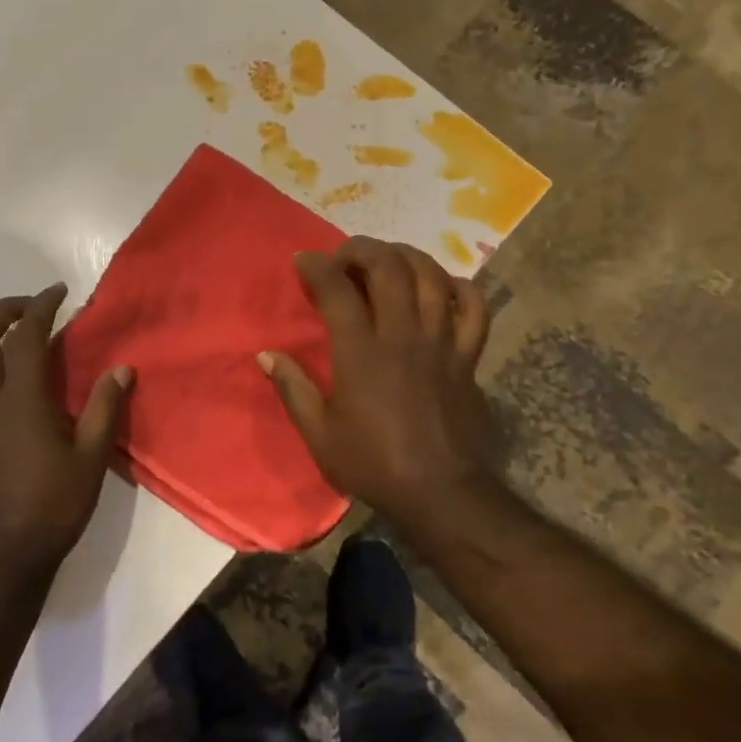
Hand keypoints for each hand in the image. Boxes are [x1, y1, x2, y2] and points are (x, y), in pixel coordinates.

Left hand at [0, 284, 132, 584]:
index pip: (24, 337)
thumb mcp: (91, 459)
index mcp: (18, 402)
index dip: (40, 307)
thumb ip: (104, 409)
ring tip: (0, 335)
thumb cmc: (53, 508)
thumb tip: (121, 368)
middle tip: (28, 308)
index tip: (58, 292)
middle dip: (1, 312)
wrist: (2, 557)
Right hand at [260, 237, 496, 524]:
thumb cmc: (373, 464)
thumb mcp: (319, 434)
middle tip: (345, 255)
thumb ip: (293, 389)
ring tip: (388, 259)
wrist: (440, 492)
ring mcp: (441, 342)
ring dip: (407, 256)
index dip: (317, 266)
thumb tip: (267, 355)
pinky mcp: (467, 356)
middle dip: (362, 249)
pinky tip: (442, 286)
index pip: (337, 289)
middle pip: (388, 267)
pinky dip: (459, 287)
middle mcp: (403, 335)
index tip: (303, 260)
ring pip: (431, 276)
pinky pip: (474, 307)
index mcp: (361, 352)